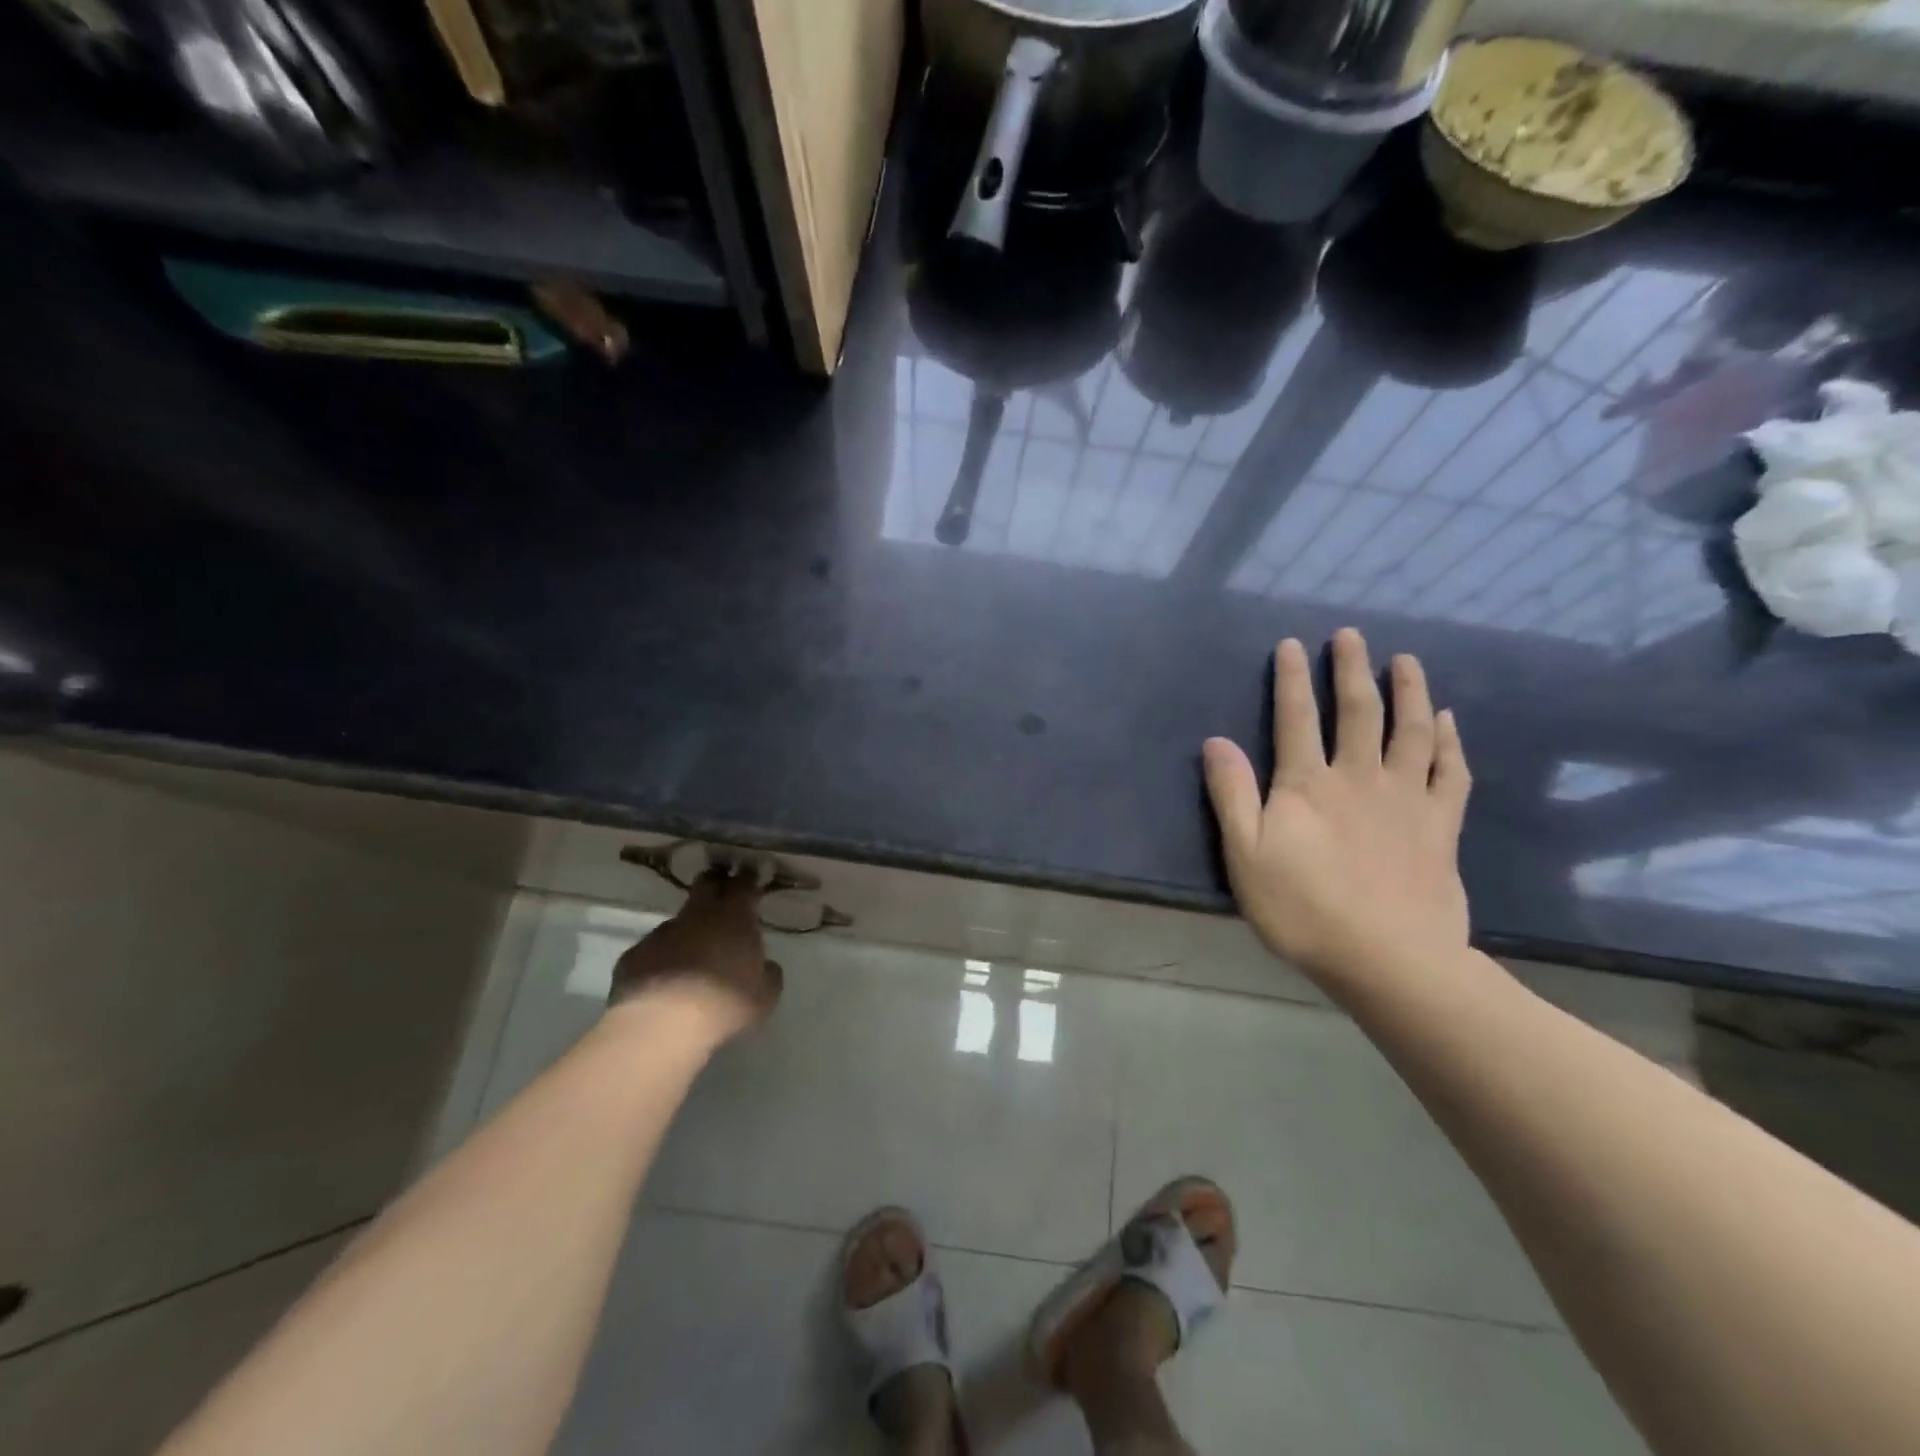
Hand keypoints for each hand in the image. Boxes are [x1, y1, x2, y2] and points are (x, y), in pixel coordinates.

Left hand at [609, 867, 783, 1043]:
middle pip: (705, 884)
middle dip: (715, 884)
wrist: (660, 1025)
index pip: (743, 884)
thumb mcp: (764, 996)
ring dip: (687, 931)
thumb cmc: (724, 1004)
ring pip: (678, 921)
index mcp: (734, 916)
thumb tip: (767, 966)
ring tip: (692, 955)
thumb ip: (769, 974)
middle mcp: (697, 915)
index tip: (752, 880)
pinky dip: (661, 959)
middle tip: (722, 895)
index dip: (748, 881)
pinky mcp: (633, 956)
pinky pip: (652, 951)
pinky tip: (663, 982)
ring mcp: (661, 933)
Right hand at [1202, 629, 1471, 989]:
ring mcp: (1405, 799)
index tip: (1292, 644)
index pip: (1296, 718)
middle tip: (1352, 636)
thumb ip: (1231, 795)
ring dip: (1408, 691)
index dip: (1291, 679)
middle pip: (1357, 712)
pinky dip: (1448, 742)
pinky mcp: (1439, 825)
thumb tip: (1216, 741)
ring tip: (1406, 660)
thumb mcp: (1244, 855)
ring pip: (1410, 731)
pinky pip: (1449, 772)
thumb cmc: (1303, 909)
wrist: (1386, 958)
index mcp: (1307, 785)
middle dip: (1352, 669)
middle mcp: (1358, 778)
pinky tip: (1446, 721)